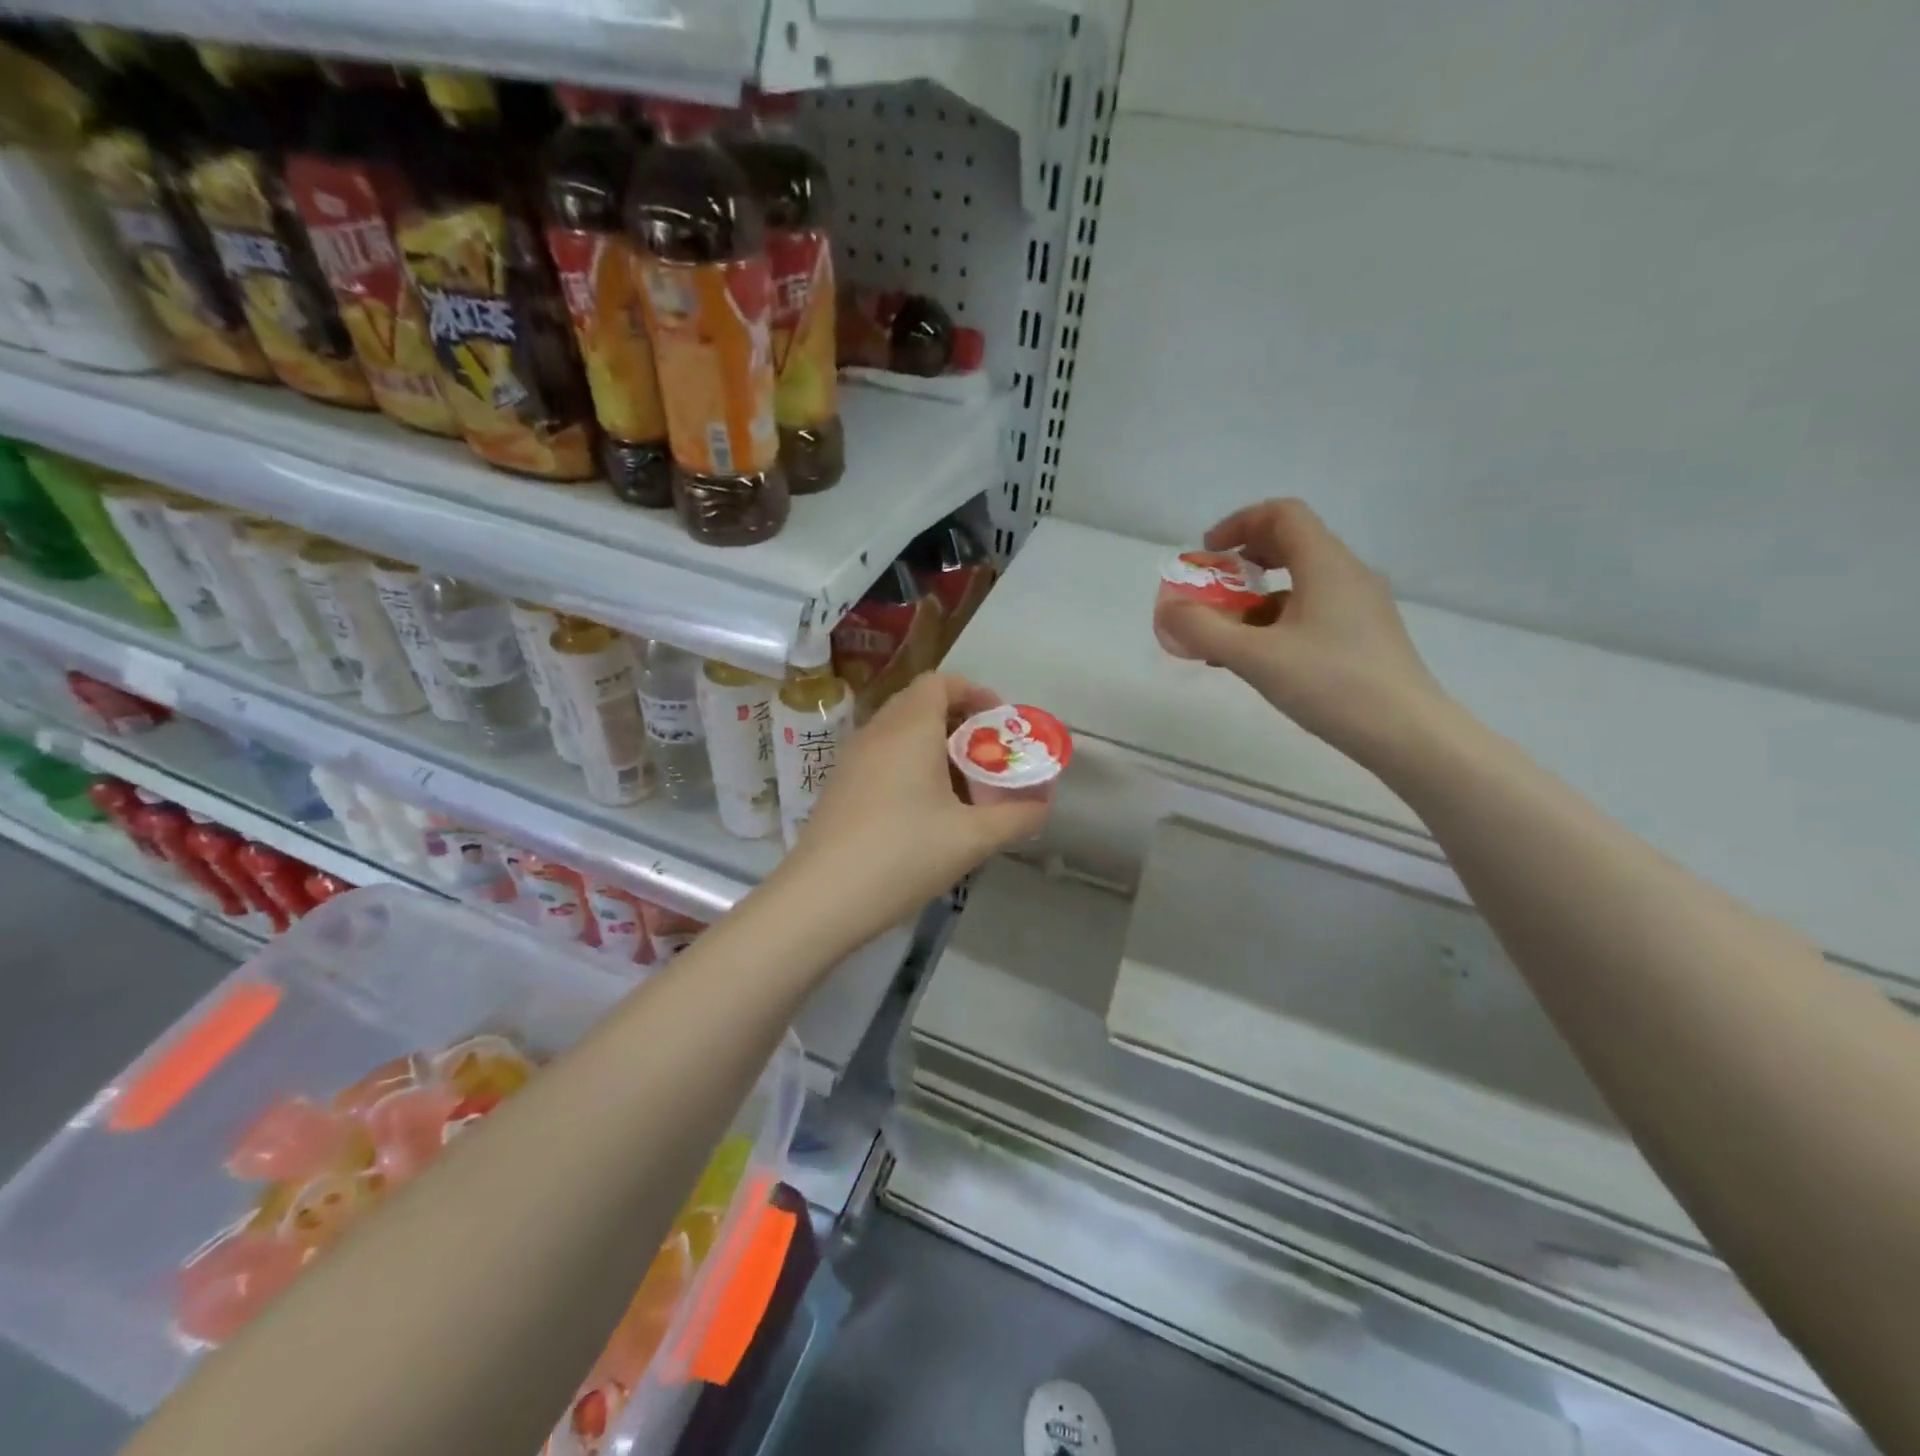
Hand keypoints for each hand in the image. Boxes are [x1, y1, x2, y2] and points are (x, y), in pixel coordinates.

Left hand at [781, 673, 1048, 940]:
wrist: (822, 898)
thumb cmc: (904, 855)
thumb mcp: (972, 839)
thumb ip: (1017, 817)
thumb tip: (1042, 806)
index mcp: (910, 729)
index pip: (940, 682)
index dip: (974, 693)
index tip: (999, 723)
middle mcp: (877, 732)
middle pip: (919, 704)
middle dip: (958, 721)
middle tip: (986, 755)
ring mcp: (852, 759)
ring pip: (898, 732)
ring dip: (933, 746)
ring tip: (961, 785)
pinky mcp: (839, 786)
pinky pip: (881, 756)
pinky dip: (908, 765)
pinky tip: (923, 810)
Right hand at [1153, 499, 1449, 765]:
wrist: (1408, 734)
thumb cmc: (1331, 684)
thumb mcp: (1255, 657)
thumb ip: (1203, 630)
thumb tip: (1167, 609)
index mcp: (1326, 564)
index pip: (1282, 514)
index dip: (1239, 523)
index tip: (1207, 555)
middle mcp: (1348, 575)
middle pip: (1291, 545)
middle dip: (1243, 564)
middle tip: (1212, 592)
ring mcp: (1360, 607)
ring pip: (1299, 585)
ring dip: (1256, 600)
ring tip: (1224, 639)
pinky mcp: (1364, 636)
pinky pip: (1312, 613)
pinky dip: (1277, 624)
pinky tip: (1257, 661)